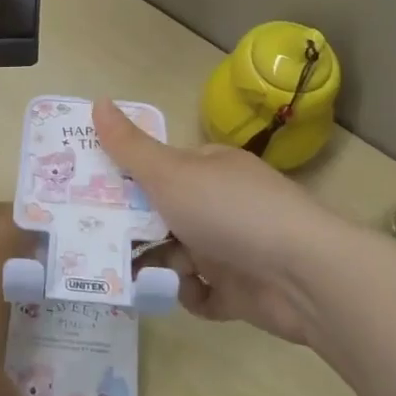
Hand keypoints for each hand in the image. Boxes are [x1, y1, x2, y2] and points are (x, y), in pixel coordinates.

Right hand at [95, 99, 343, 345]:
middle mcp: (221, 203)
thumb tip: (98, 101)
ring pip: (180, 255)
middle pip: (166, 215)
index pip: (161, 169)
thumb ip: (130, 146)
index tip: (93, 197)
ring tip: (140, 276)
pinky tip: (186, 292)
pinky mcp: (243, 290)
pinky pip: (204, 293)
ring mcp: (234, 247)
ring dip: (162, 265)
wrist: (302, 275)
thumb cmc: (229, 211)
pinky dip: (192, 295)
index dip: (128, 181)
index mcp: (208, 168)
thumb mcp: (169, 173)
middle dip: (137, 231)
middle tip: (100, 244)